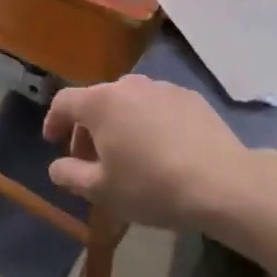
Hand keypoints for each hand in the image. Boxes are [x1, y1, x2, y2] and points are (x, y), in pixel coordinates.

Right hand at [42, 76, 256, 229]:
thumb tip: (57, 167)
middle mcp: (128, 85)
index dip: (53, 121)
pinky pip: (158, 107)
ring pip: (129, 103)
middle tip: (92, 159)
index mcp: (100, 102)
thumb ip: (69, 175)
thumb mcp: (101, 190)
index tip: (53, 142)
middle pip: (97, 101)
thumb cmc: (151, 186)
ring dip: (120, 124)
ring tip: (130, 155)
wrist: (223, 183)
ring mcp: (162, 88)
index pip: (64, 102)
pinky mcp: (190, 98)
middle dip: (88, 128)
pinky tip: (162, 150)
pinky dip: (150, 123)